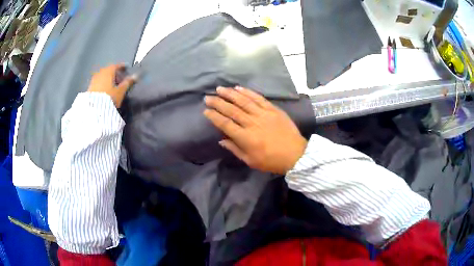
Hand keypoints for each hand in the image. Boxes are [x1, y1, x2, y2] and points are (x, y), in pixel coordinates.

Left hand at [87, 64, 136, 107]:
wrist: (94, 109)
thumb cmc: (109, 97)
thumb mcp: (120, 91)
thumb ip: (128, 83)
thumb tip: (136, 76)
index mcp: (108, 71)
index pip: (116, 66)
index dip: (122, 66)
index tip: (126, 68)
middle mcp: (100, 73)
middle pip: (109, 70)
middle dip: (114, 73)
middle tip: (120, 78)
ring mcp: (94, 80)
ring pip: (103, 76)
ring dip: (108, 78)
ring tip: (112, 85)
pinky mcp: (90, 87)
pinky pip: (98, 82)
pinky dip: (102, 83)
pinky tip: (105, 89)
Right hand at [204, 86, 307, 174]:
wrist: (295, 154)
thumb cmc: (271, 161)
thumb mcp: (251, 161)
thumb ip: (235, 149)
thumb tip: (221, 140)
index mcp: (245, 138)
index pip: (225, 124)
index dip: (214, 116)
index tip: (206, 111)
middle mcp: (252, 123)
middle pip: (231, 110)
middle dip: (218, 102)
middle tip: (208, 97)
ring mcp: (263, 114)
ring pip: (243, 101)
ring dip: (230, 94)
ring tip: (220, 88)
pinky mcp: (273, 109)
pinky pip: (258, 98)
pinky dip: (248, 92)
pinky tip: (239, 88)